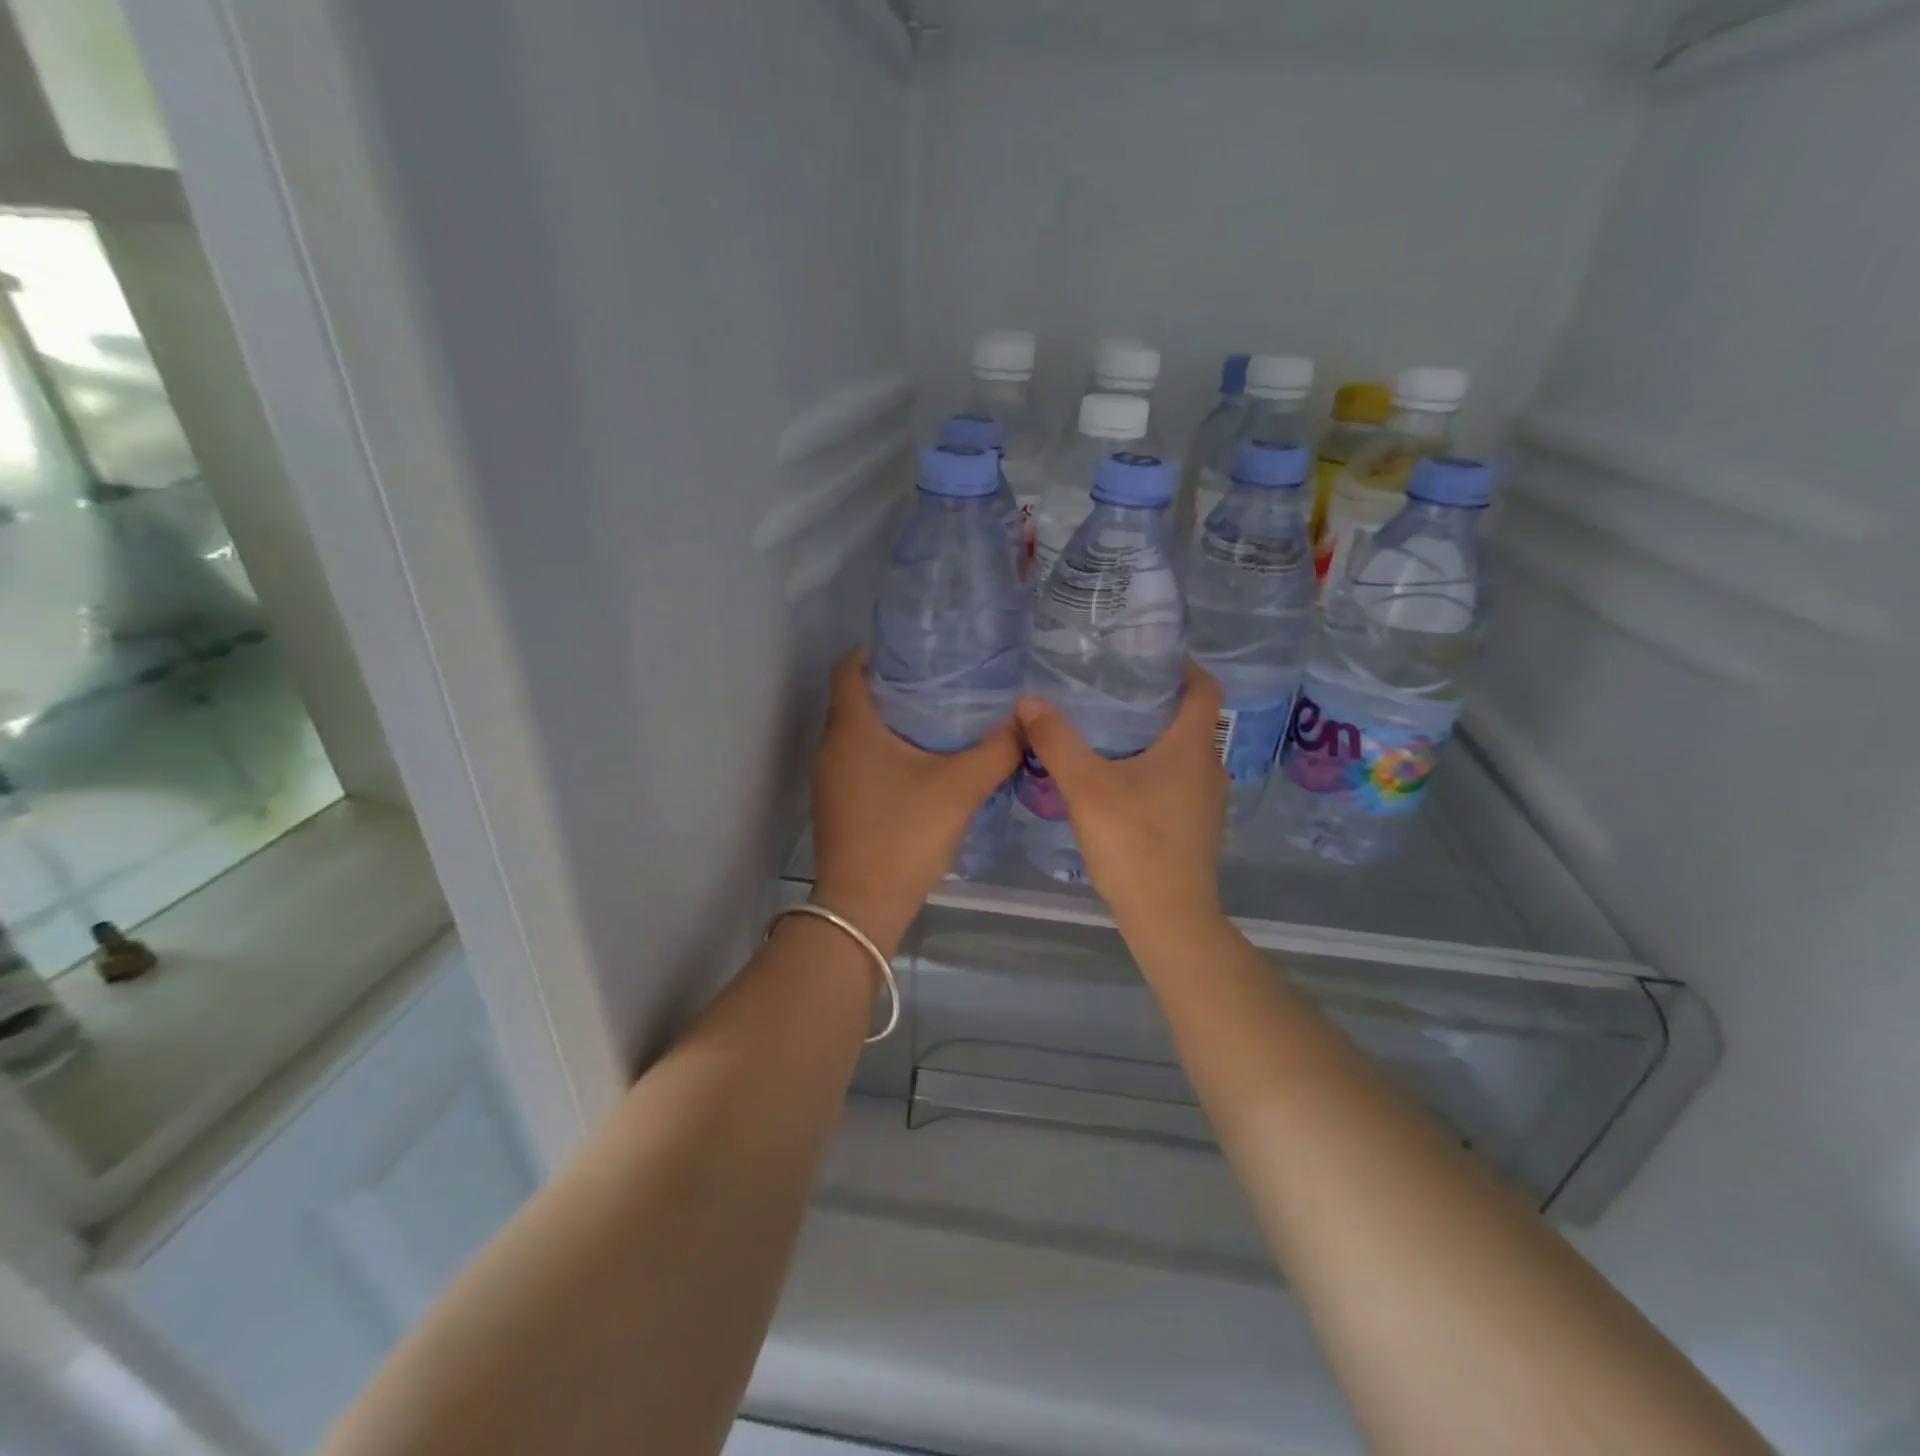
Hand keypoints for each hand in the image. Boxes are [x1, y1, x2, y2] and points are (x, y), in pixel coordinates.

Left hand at [810, 650, 1021, 957]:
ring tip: (937, 721)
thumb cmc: (905, 833)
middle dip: (893, 688)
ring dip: (889, 724)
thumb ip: (998, 750)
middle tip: (940, 684)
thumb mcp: (961, 787)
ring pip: (857, 734)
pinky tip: (920, 767)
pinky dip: (882, 754)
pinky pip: (857, 762)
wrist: (863, 904)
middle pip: (855, 699)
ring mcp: (829, 778)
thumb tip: (1026, 721)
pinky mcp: (836, 804)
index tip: (917, 652)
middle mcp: (831, 746)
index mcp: (852, 728)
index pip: (849, 668)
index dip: (876, 652)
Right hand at [1015, 661, 1228, 934]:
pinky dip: (1151, 769)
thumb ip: (1057, 742)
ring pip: (1181, 752)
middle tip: (1108, 691)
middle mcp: (1209, 766)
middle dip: (1153, 701)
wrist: (1168, 918)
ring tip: (1104, 732)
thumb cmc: (1134, 843)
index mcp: (1192, 746)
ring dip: (1150, 738)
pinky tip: (1115, 780)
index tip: (1144, 658)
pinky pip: (1176, 781)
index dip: (1181, 666)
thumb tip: (1029, 702)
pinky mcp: (1196, 826)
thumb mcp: (1086, 787)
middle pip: (1189, 718)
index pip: (1204, 687)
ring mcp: (1206, 800)